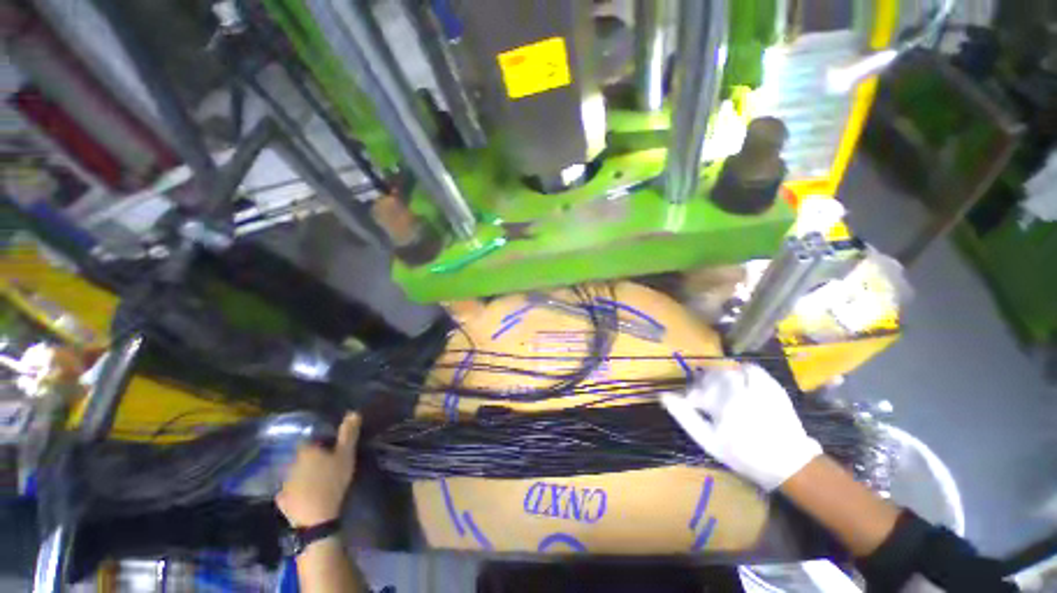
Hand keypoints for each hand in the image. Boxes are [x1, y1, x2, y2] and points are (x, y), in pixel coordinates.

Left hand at [276, 413, 360, 526]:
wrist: (316, 517)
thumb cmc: (333, 481)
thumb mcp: (346, 455)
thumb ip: (348, 434)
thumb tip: (353, 412)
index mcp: (306, 451)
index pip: (309, 441)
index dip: (319, 443)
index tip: (330, 448)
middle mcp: (291, 464)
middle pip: (301, 458)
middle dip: (310, 459)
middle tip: (325, 465)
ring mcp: (285, 483)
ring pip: (294, 474)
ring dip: (302, 475)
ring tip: (316, 481)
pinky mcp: (282, 500)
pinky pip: (288, 492)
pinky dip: (294, 492)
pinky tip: (303, 495)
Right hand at [661, 364, 821, 490]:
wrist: (788, 463)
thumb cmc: (743, 455)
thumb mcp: (709, 441)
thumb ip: (685, 417)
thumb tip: (663, 396)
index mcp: (722, 405)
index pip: (696, 391)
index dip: (691, 399)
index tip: (695, 409)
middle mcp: (738, 391)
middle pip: (710, 377)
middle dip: (704, 387)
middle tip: (708, 401)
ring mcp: (757, 387)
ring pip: (727, 371)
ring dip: (719, 378)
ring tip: (722, 393)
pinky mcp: (771, 386)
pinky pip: (751, 368)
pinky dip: (740, 371)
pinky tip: (739, 382)